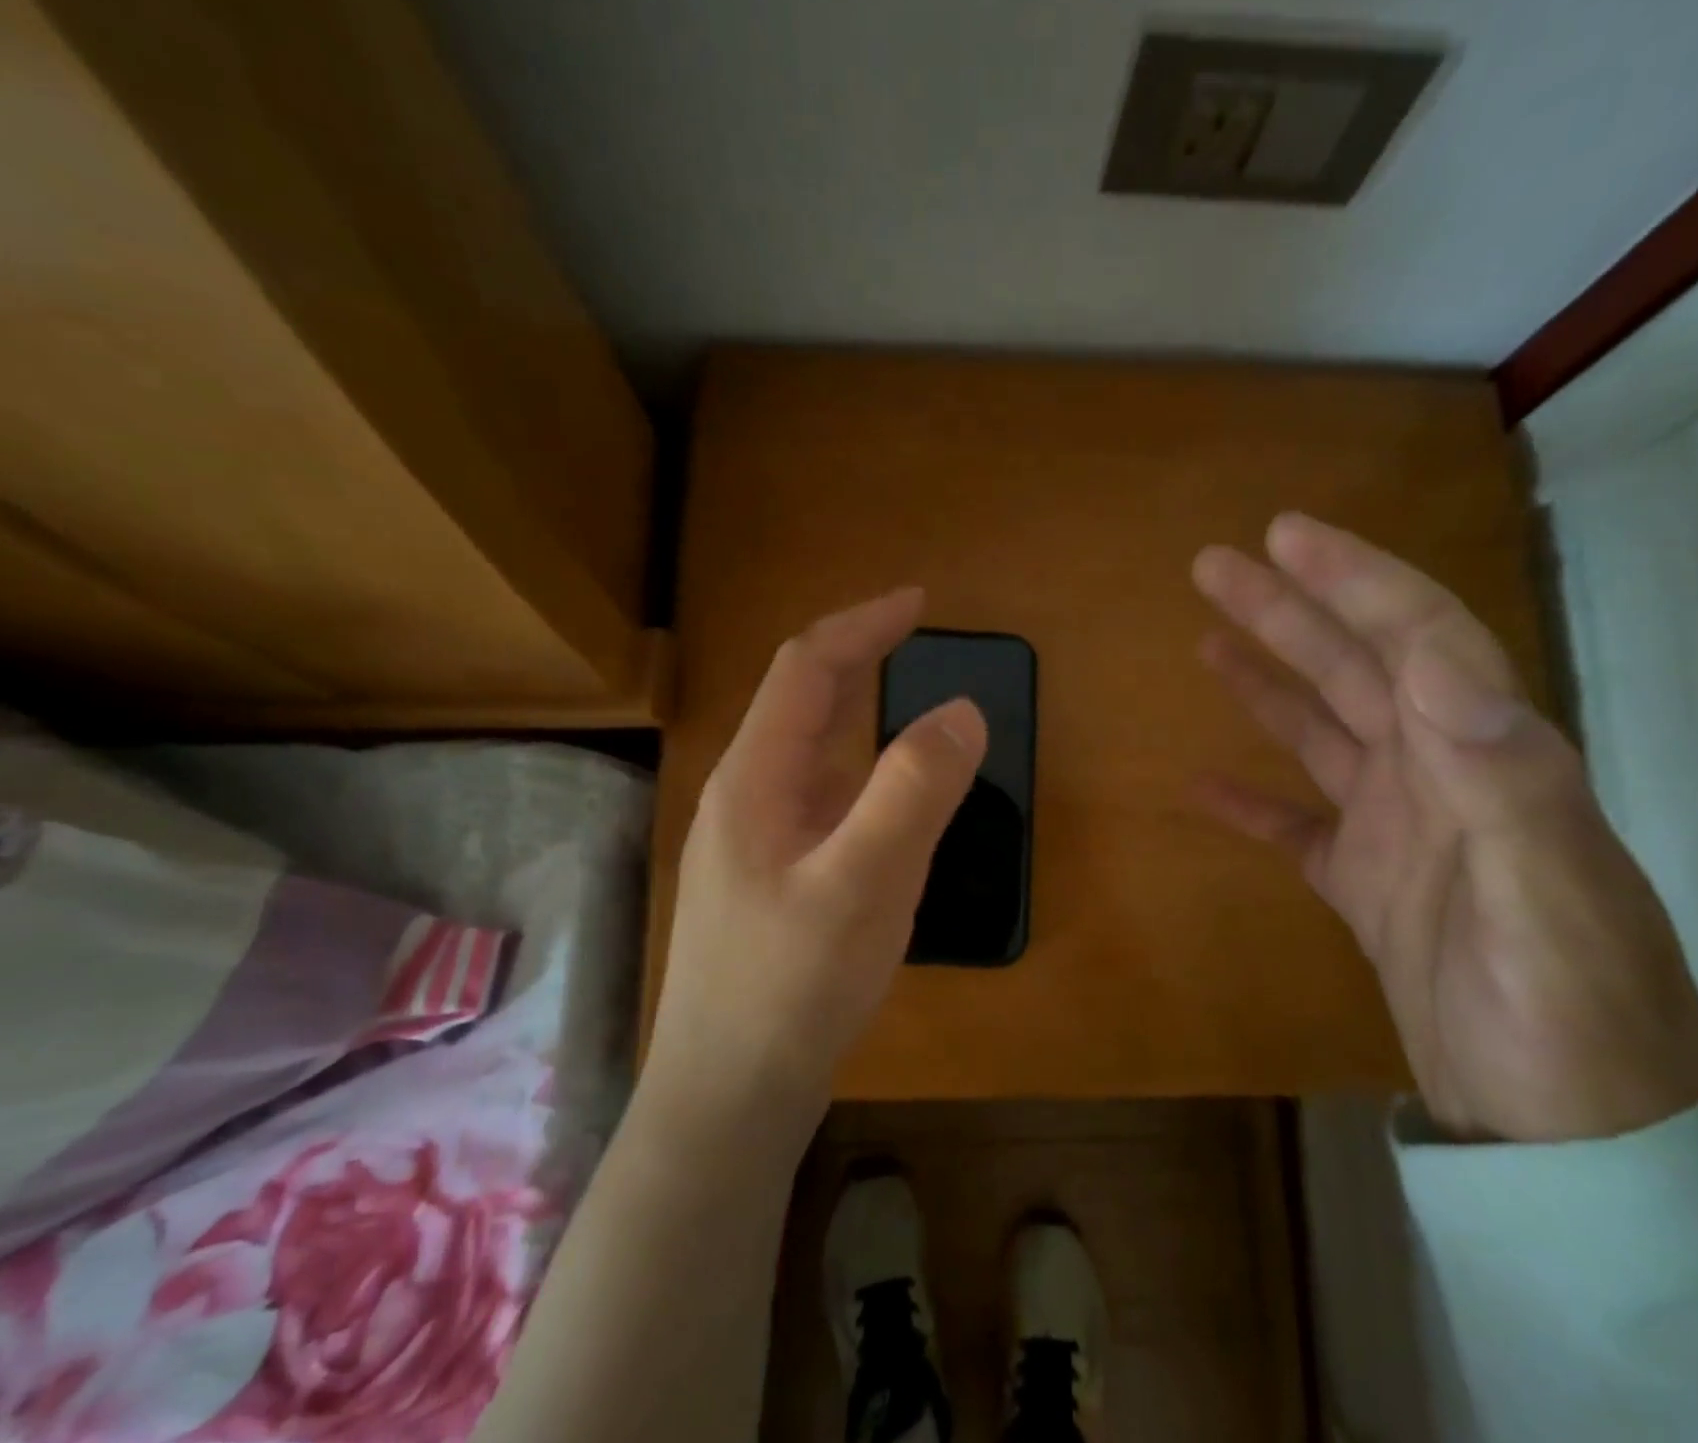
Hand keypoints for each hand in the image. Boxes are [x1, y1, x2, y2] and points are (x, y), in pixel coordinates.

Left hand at [644, 588, 985, 1138]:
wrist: (728, 1101)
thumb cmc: (790, 989)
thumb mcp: (863, 885)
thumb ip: (913, 792)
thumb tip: (963, 709)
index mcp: (753, 779)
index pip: (806, 668)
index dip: (861, 625)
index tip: (919, 602)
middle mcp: (744, 797)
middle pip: (802, 704)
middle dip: (859, 660)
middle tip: (918, 642)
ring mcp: (752, 842)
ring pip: (812, 757)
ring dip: (860, 719)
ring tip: (914, 713)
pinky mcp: (769, 881)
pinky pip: (820, 804)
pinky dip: (861, 777)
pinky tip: (889, 808)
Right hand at [1192, 515, 1697, 1142]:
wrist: (1570, 1134)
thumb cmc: (1568, 1019)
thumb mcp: (1548, 903)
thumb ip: (1504, 784)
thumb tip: (1440, 672)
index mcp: (1485, 759)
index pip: (1418, 639)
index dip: (1353, 580)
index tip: (1283, 537)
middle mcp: (1441, 776)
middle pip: (1356, 669)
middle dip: (1290, 610)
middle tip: (1217, 565)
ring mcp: (1398, 830)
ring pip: (1321, 733)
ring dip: (1266, 682)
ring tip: (1207, 640)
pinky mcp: (1364, 883)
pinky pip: (1295, 827)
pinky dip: (1250, 803)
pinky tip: (1202, 784)